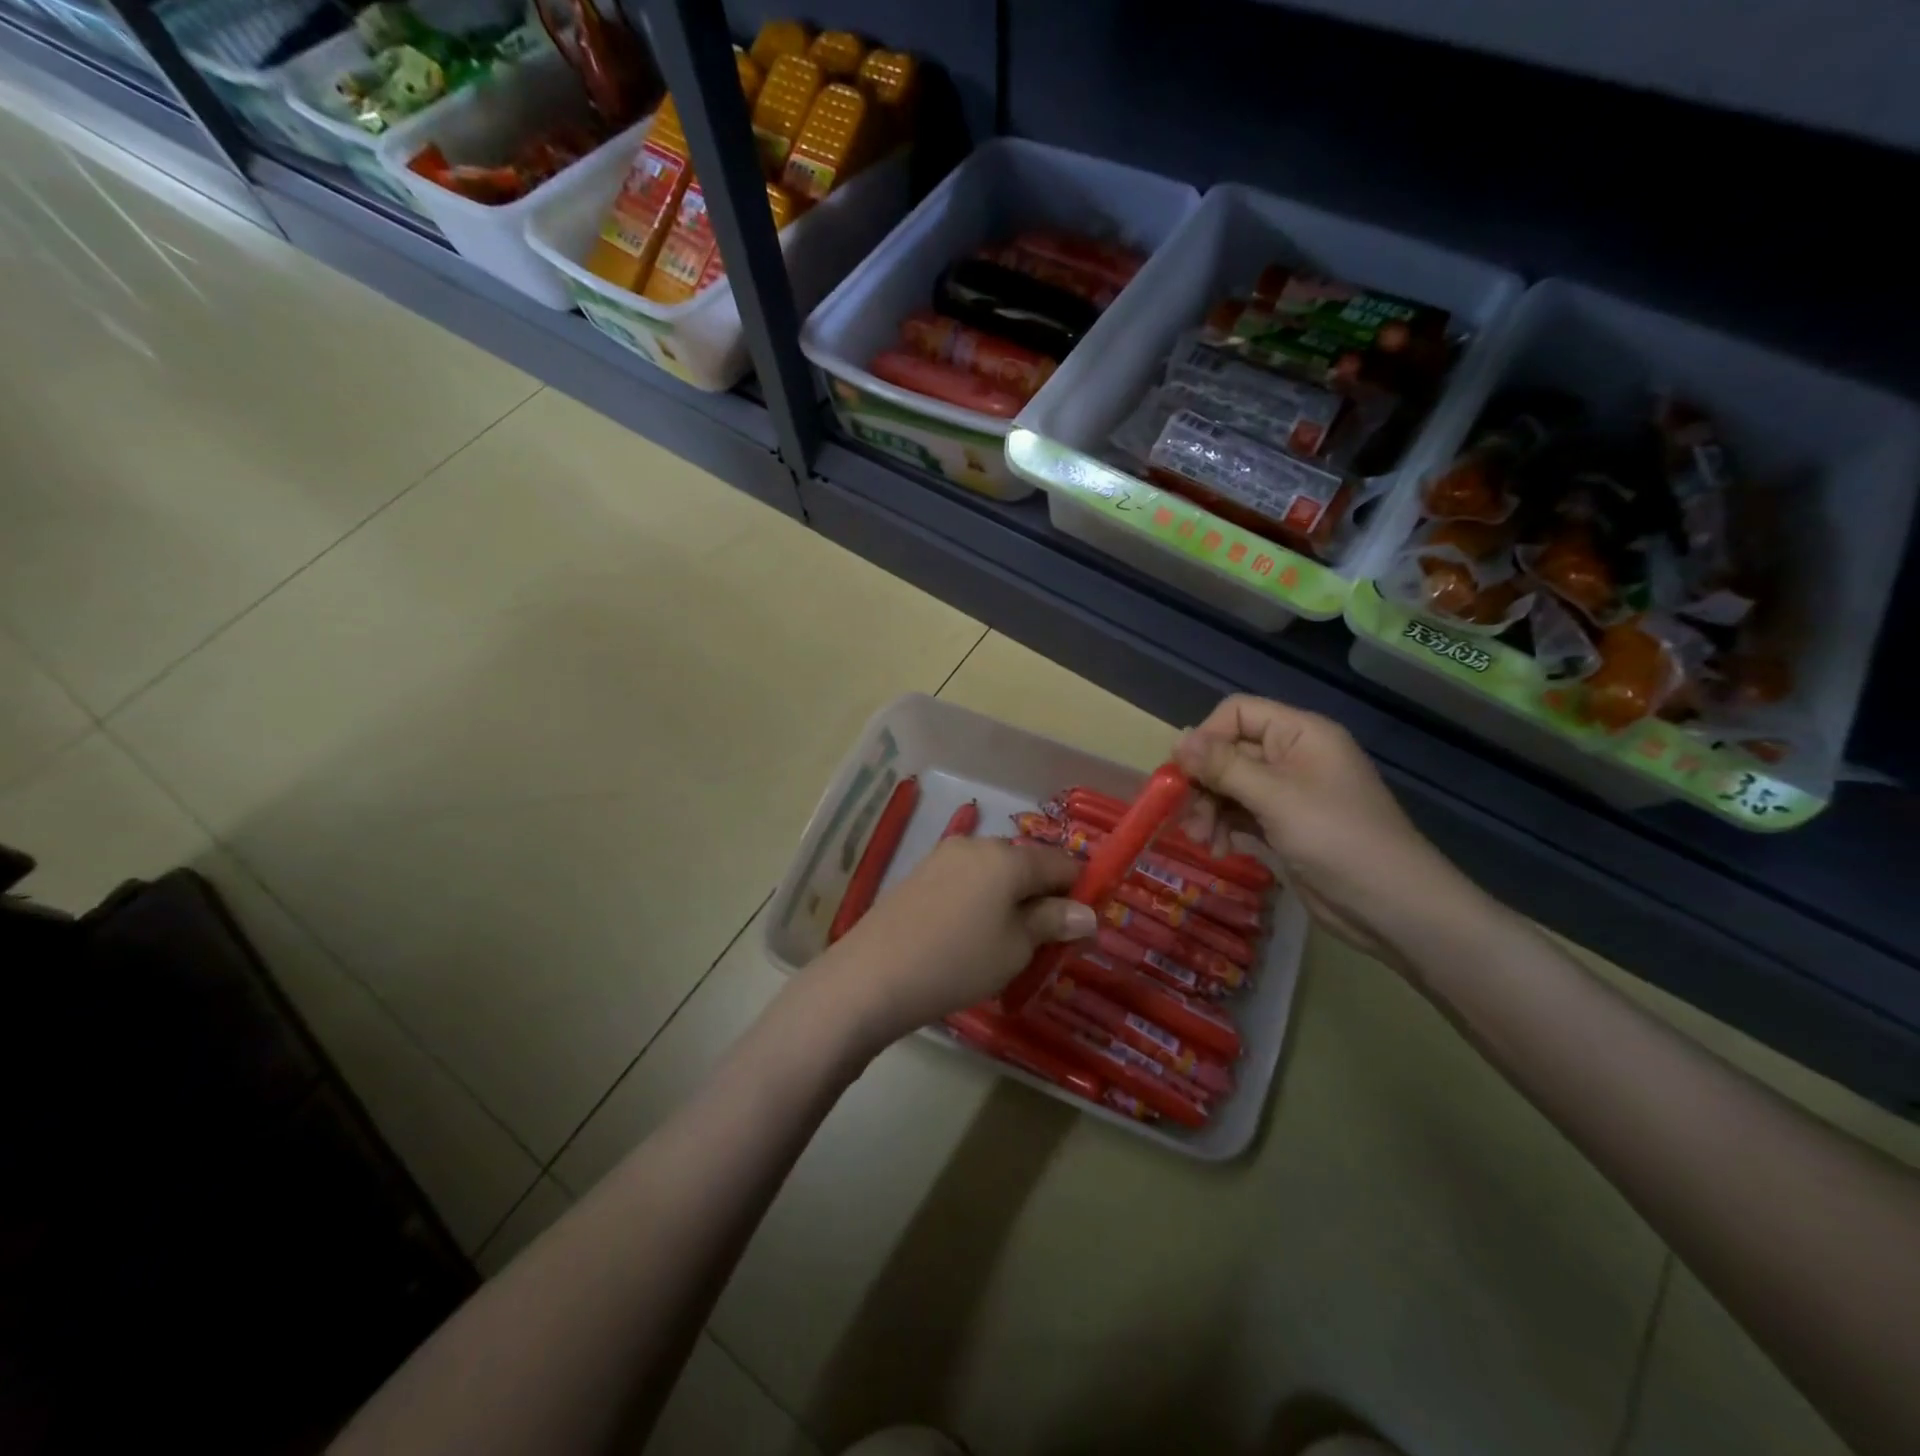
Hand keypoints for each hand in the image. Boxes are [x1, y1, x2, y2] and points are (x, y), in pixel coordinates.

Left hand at [805, 836, 1095, 1050]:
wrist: (872, 975)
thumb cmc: (958, 961)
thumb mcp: (1016, 947)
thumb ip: (1054, 923)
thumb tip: (1087, 913)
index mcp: (1008, 857)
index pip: (1062, 863)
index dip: (1081, 890)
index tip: (1085, 924)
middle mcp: (977, 843)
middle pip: (1026, 865)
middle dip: (1043, 896)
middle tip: (1046, 942)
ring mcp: (944, 856)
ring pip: (995, 873)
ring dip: (1011, 899)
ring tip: (1007, 944)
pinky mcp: (920, 873)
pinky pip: (967, 880)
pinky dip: (982, 900)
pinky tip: (971, 935)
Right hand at [1172, 695, 1483, 964]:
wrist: (1392, 907)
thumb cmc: (1338, 839)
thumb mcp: (1276, 798)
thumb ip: (1224, 766)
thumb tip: (1177, 738)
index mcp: (1300, 734)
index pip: (1238, 713)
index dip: (1207, 737)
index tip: (1184, 773)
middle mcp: (1292, 756)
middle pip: (1228, 752)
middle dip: (1203, 783)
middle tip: (1183, 815)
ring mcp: (1288, 793)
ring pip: (1229, 786)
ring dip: (1207, 809)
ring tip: (1201, 839)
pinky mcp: (1283, 826)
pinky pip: (1240, 814)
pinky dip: (1222, 827)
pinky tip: (1217, 848)